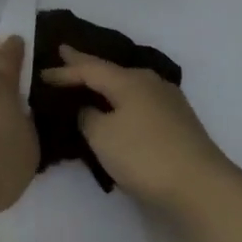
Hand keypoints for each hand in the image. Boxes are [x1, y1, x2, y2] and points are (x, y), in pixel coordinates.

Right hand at [39, 46, 233, 211]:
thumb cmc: (144, 155)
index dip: (64, 70)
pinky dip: (121, 100)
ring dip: (106, 84)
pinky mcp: (177, 121)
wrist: (200, 186)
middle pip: (111, 71)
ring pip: (128, 85)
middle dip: (86, 66)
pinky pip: (139, 101)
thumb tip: (90, 109)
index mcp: (129, 80)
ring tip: (88, 81)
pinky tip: (117, 106)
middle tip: (65, 56)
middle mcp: (150, 83)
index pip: (89, 69)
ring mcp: (168, 101)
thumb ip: (88, 117)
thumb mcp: (102, 136)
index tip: (41, 71)